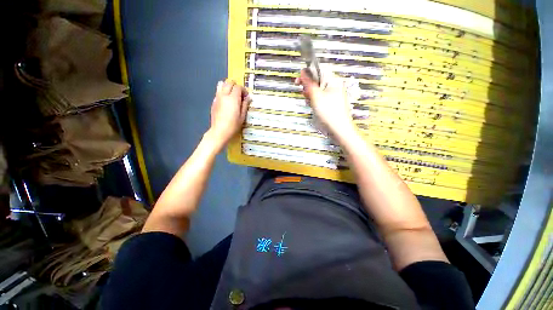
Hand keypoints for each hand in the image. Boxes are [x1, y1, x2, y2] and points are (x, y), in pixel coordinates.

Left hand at [208, 79, 249, 148]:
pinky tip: (226, 102)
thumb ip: (245, 105)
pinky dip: (223, 92)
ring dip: (228, 87)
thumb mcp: (242, 116)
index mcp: (233, 99)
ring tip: (232, 95)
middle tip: (240, 94)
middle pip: (229, 82)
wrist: (220, 131)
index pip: (238, 87)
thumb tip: (248, 98)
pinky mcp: (213, 102)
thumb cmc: (233, 125)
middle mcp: (224, 95)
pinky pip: (218, 92)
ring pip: (221, 84)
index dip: (243, 90)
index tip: (246, 97)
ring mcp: (217, 98)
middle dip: (235, 86)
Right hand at [296, 69, 356, 141]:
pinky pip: (321, 98)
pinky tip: (313, 106)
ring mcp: (334, 95)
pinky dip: (315, 101)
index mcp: (333, 81)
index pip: (319, 70)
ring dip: (311, 95)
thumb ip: (309, 83)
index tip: (298, 81)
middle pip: (318, 81)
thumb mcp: (316, 96)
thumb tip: (303, 72)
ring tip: (310, 102)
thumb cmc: (329, 113)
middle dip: (309, 86)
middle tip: (305, 94)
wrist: (339, 129)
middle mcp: (335, 86)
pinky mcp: (331, 103)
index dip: (307, 74)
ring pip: (318, 90)